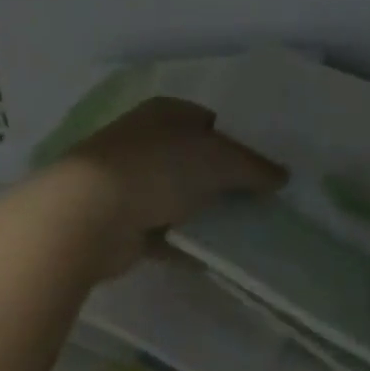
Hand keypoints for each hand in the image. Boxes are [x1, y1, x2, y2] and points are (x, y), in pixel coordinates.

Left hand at [53, 96, 285, 277]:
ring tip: (243, 231)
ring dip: (204, 213)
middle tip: (260, 202)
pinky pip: (163, 232)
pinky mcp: (121, 222)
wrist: (88, 214)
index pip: (209, 121)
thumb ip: (253, 166)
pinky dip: (184, 243)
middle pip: (194, 160)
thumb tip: (282, 176)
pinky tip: (210, 257)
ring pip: (179, 196)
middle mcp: (145, 140)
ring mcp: (129, 182)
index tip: (263, 168)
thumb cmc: (157, 168)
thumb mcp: (218, 159)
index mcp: (165, 113)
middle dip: (223, 180)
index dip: (237, 142)